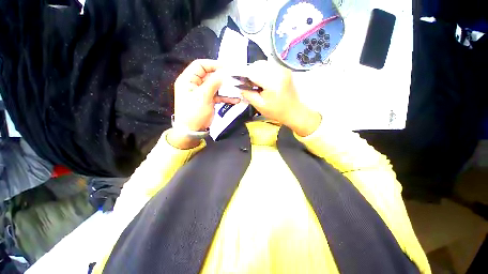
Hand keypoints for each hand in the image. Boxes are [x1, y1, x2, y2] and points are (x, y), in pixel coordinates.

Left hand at [169, 59, 239, 148]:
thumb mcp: (203, 97)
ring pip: (215, 86)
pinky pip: (218, 95)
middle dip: (222, 77)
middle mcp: (195, 84)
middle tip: (234, 78)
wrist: (192, 131)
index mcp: (188, 80)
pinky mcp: (208, 100)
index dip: (213, 64)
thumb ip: (213, 83)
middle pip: (209, 75)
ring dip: (225, 87)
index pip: (200, 65)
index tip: (226, 68)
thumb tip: (223, 72)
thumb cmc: (194, 113)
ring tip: (237, 88)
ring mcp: (202, 93)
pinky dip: (226, 97)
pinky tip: (235, 99)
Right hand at [239, 61, 320, 136]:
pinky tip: (262, 80)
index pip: (253, 71)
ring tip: (254, 82)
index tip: (237, 79)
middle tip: (246, 83)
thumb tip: (239, 85)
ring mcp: (283, 69)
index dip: (243, 74)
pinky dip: (263, 71)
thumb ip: (248, 94)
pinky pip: (270, 66)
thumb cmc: (276, 111)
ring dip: (256, 71)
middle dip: (249, 72)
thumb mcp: (259, 105)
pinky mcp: (285, 70)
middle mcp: (279, 72)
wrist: (293, 111)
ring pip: (263, 64)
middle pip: (258, 64)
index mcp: (272, 82)